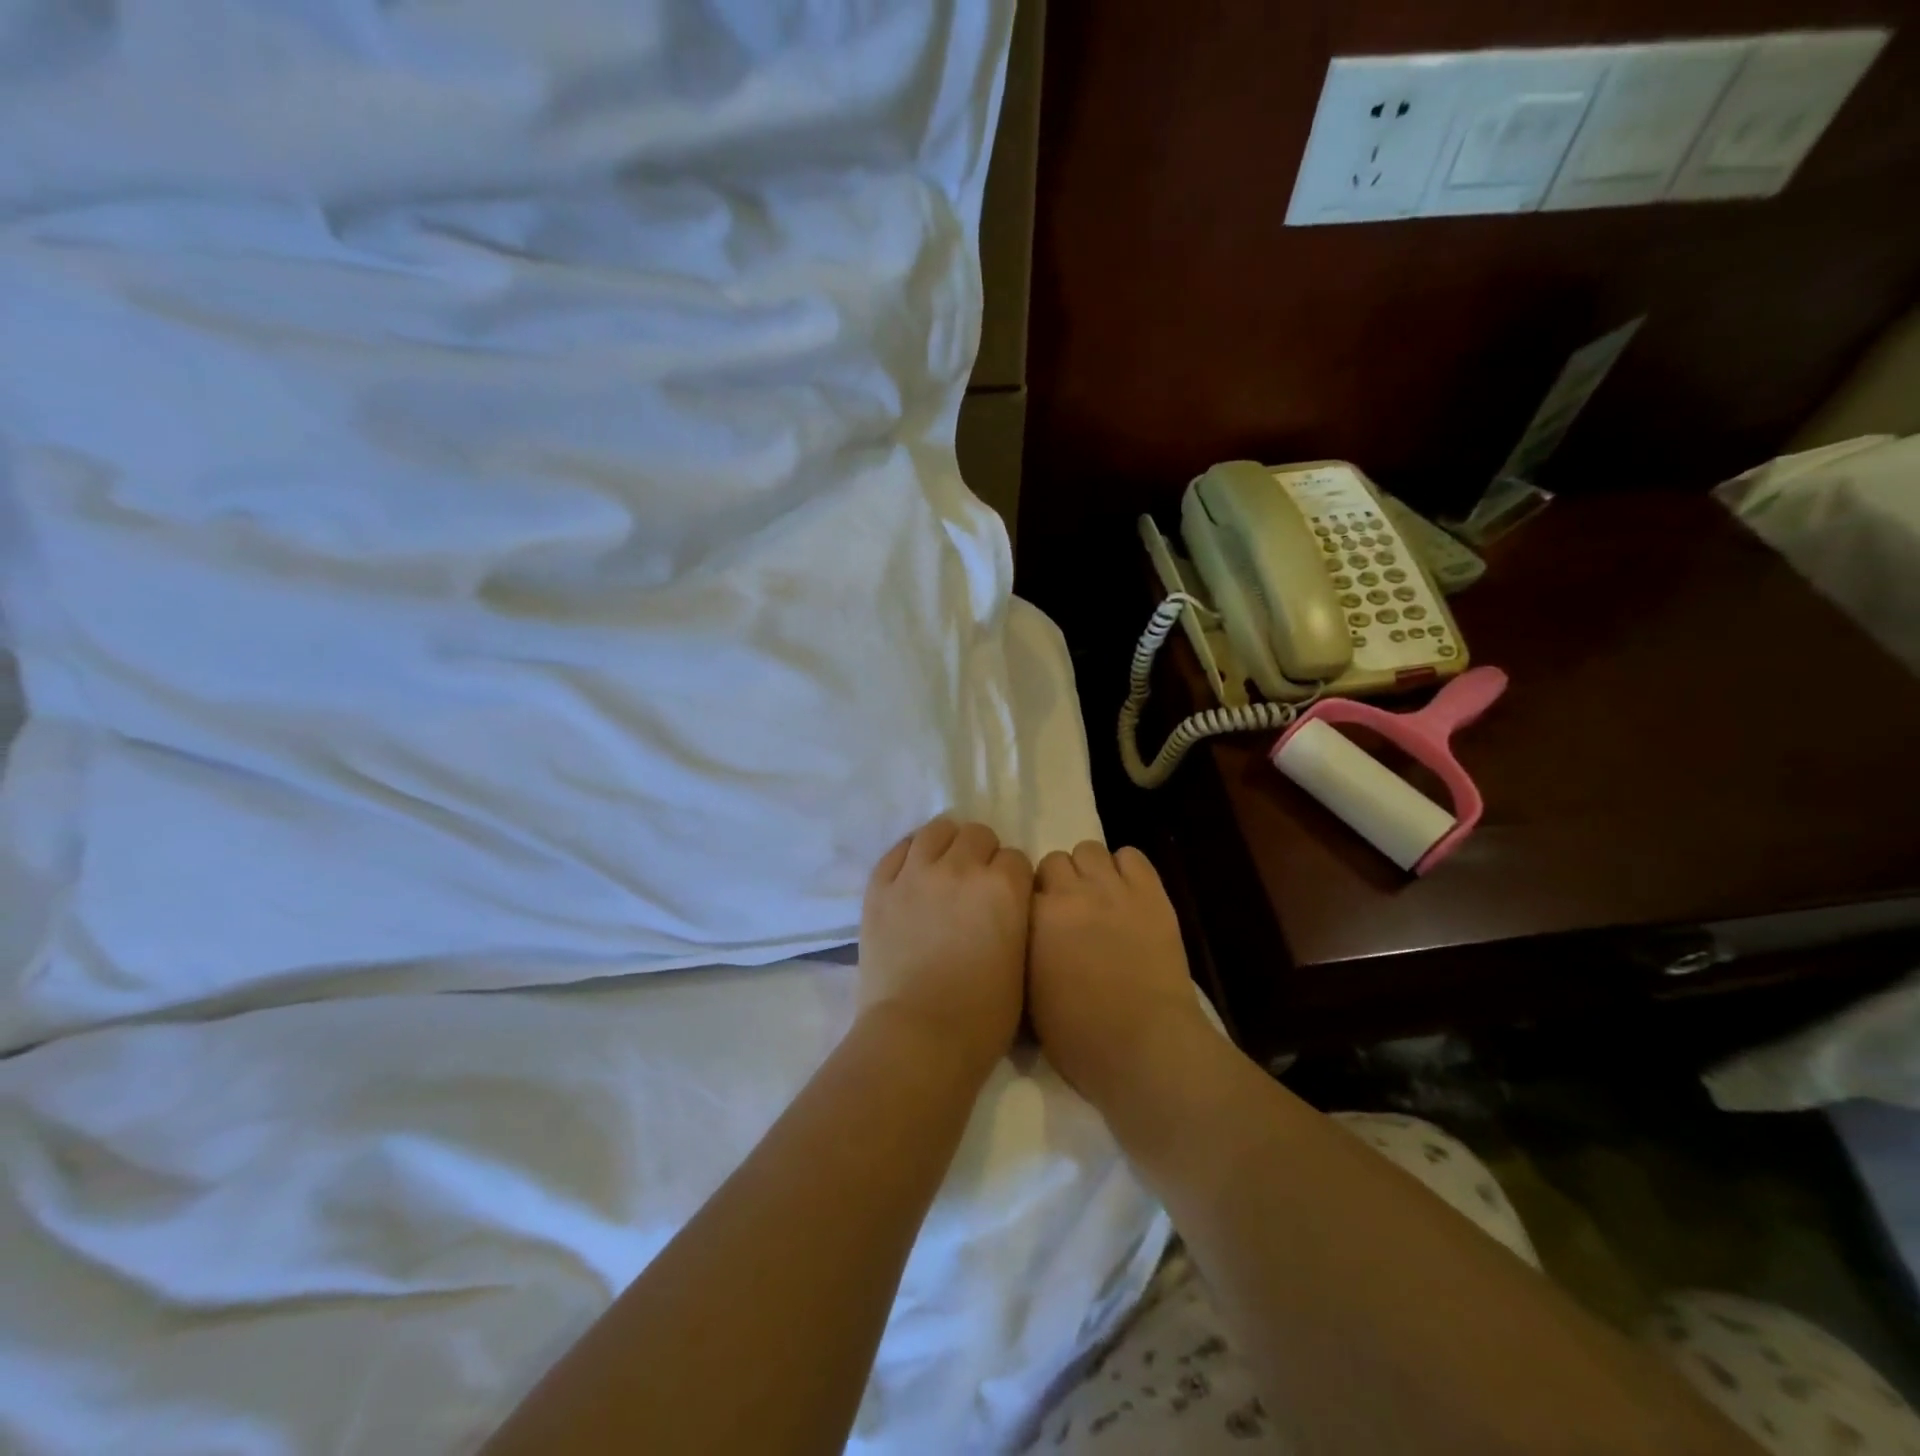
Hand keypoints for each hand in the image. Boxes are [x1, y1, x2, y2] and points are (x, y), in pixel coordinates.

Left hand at [858, 817, 1033, 1077]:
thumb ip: (1015, 920)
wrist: (918, 1037)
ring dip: (946, 844)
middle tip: (975, 885)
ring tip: (943, 868)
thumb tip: (1004, 907)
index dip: (1012, 878)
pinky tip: (912, 873)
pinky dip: (909, 855)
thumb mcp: (1021, 963)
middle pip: (977, 834)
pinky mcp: (880, 887)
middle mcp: (961, 868)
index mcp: (1004, 887)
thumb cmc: (983, 1017)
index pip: (1016, 858)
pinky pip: (897, 850)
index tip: (1007, 898)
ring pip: (937, 830)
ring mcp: (916, 874)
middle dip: (982, 854)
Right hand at [1027, 841, 1212, 1107]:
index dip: (1031, 904)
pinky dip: (1126, 868)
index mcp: (1033, 919)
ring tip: (1099, 897)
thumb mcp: (1027, 997)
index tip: (1038, 923)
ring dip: (1089, 870)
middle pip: (1054, 861)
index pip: (1021, 885)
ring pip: (1089, 849)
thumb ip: (1022, 953)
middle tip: (1069, 911)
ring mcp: (1112, 889)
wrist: (1144, 1047)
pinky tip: (1127, 893)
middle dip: (1058, 882)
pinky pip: (1132, 856)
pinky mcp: (1150, 893)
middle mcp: (1069, 893)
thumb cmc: (1079, 1037)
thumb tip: (1025, 936)